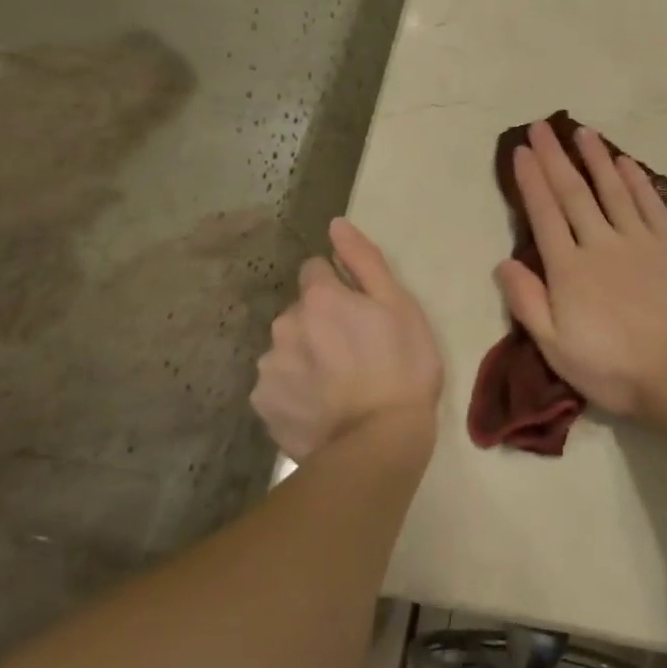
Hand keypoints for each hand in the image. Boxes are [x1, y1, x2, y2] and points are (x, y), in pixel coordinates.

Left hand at [253, 218, 441, 460]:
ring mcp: (270, 367)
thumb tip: (335, 224)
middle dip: (321, 322)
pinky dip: (295, 390)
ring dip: (306, 355)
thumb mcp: (399, 305)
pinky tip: (320, 406)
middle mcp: (285, 325)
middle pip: (300, 311)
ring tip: (338, 385)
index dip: (339, 286)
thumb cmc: (402, 367)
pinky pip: (278, 385)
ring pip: (287, 347)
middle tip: (355, 352)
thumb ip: (364, 260)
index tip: (360, 312)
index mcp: (319, 298)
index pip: (315, 270)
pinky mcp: (263, 405)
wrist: (379, 443)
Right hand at [496, 121, 666, 417]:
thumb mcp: (556, 348)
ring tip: (581, 132)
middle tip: (542, 127)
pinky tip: (625, 162)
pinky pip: (649, 203)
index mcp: (569, 269)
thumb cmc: (614, 367)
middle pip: (573, 192)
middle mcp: (600, 243)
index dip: (530, 180)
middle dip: (555, 157)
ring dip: (596, 158)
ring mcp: (639, 240)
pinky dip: (635, 180)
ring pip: (612, 189)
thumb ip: (527, 302)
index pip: (544, 214)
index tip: (521, 150)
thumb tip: (503, 262)